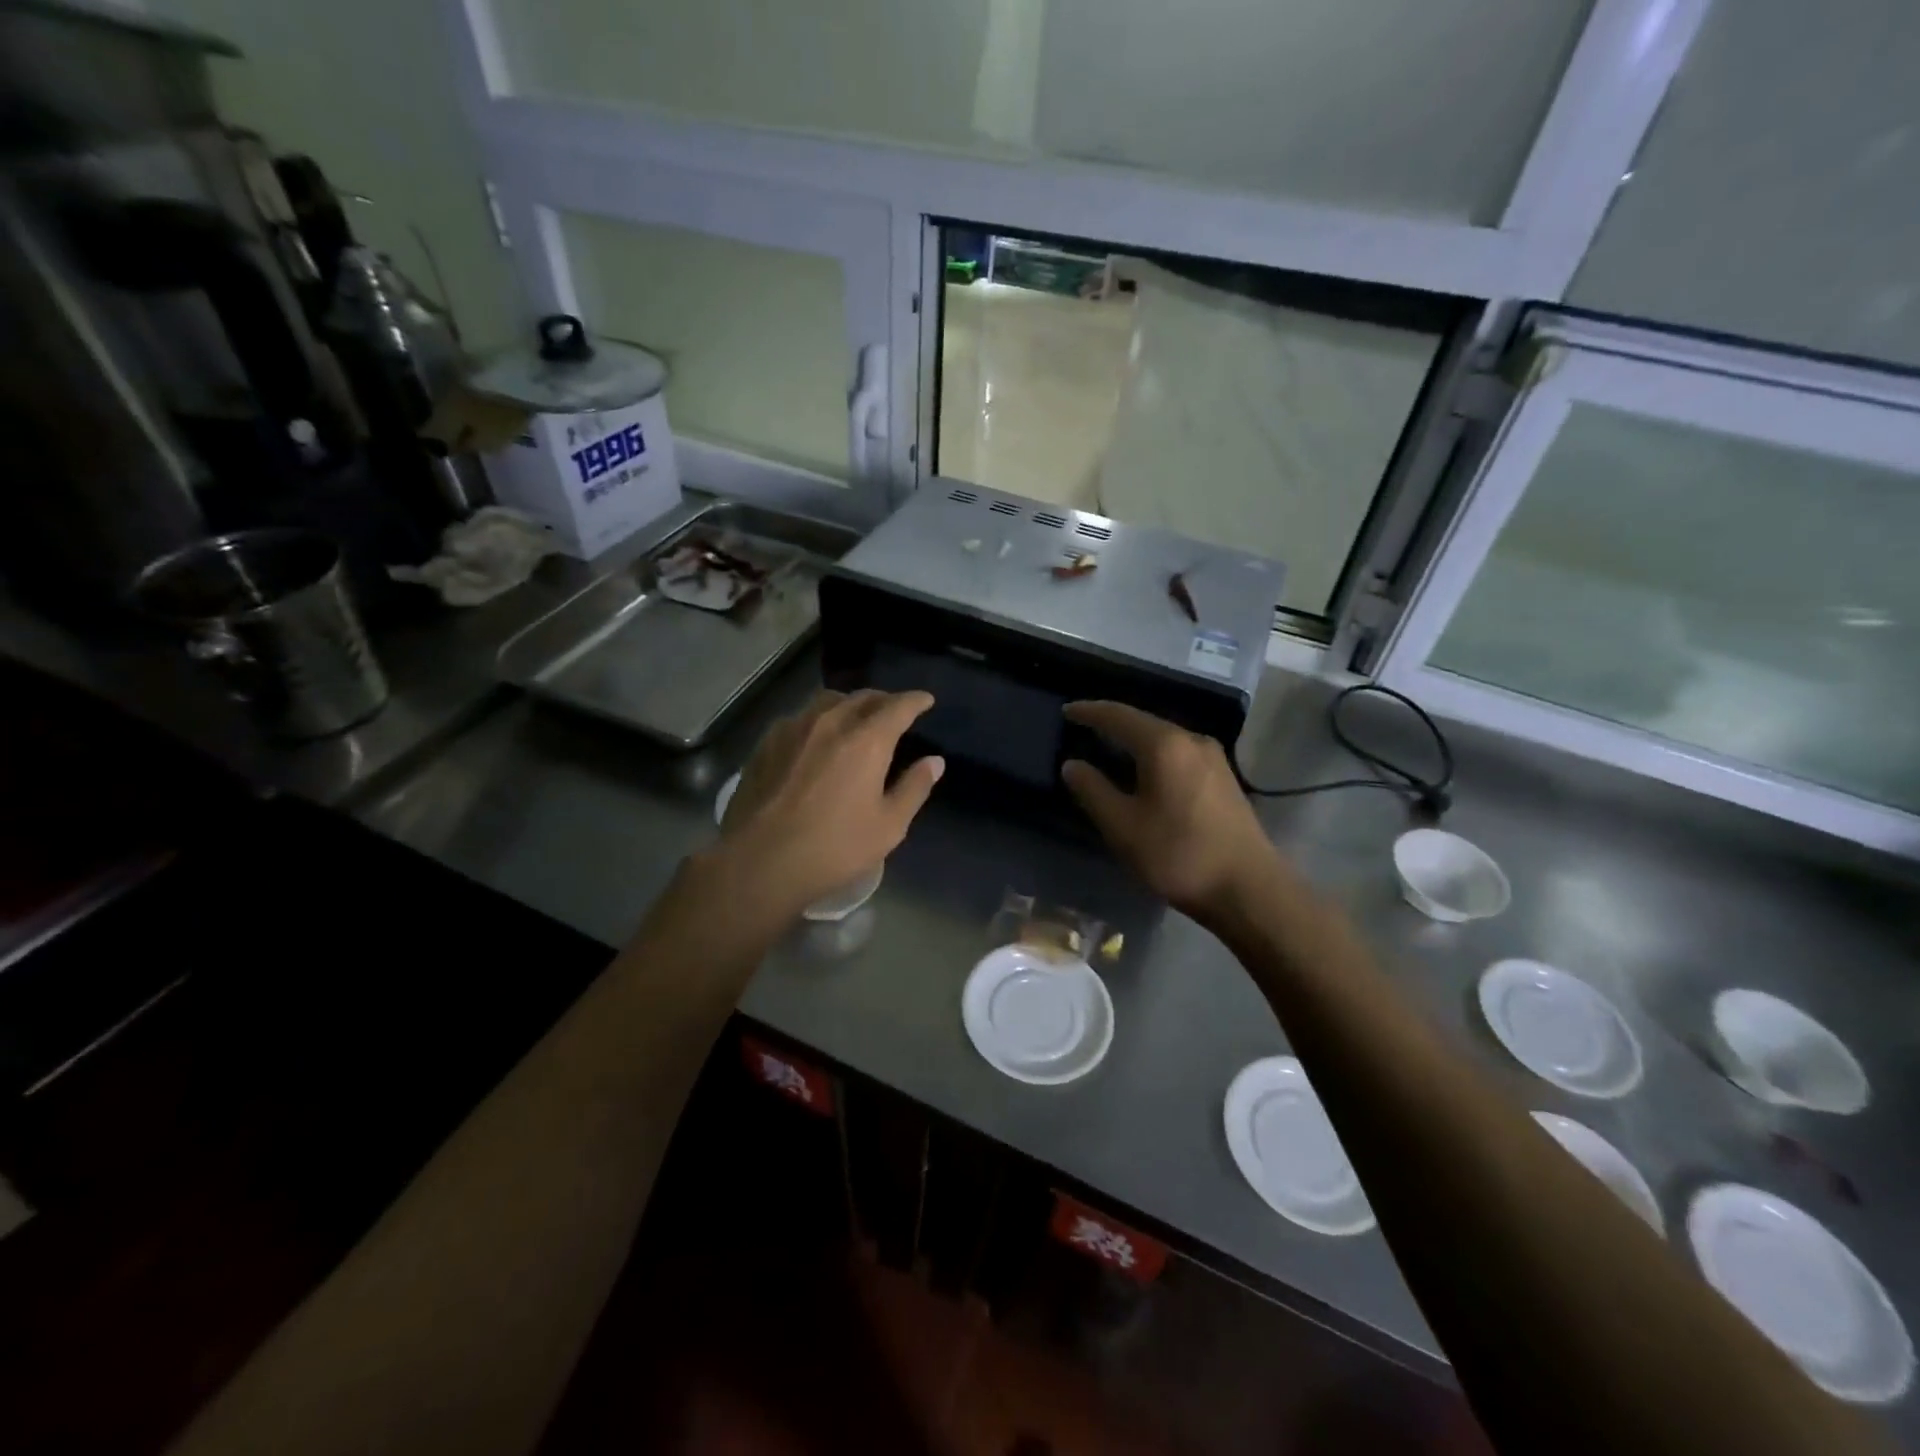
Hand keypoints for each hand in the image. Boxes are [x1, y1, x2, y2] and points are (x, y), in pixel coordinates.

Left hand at [715, 689, 943, 918]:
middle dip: (884, 700)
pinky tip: (816, 738)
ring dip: (849, 704)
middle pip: (862, 697)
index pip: (898, 706)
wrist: (760, 862)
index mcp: (866, 740)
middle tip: (894, 711)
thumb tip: (935, 761)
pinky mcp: (767, 742)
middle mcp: (830, 722)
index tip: (925, 700)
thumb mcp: (888, 826)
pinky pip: (800, 717)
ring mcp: (794, 728)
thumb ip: (914, 788)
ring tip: (855, 718)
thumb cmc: (834, 848)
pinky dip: (818, 719)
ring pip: (828, 701)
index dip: (915, 701)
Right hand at [1060, 701, 1284, 924]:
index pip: (1118, 715)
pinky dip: (1154, 754)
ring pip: (1164, 738)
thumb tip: (1072, 764)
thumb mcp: (1123, 826)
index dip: (1089, 712)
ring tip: (1109, 748)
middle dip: (1112, 723)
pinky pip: (1179, 753)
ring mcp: (1213, 758)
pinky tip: (1144, 770)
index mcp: (1164, 745)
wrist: (1248, 888)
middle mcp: (1192, 740)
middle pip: (1144, 722)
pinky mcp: (1224, 778)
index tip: (1066, 711)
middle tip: (1084, 728)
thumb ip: (1093, 790)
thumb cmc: (1178, 854)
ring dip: (1134, 740)